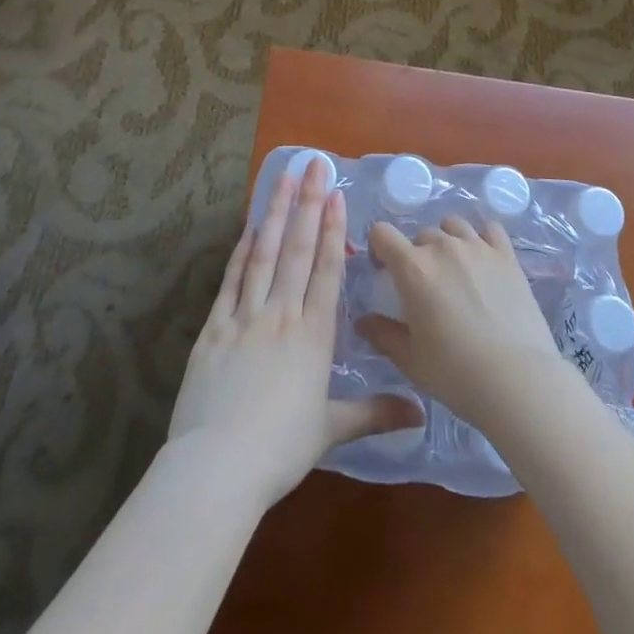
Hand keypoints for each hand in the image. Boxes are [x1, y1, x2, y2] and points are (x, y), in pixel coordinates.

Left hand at [168, 164, 420, 507]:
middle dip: (307, 204)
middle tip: (313, 165)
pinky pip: (231, 279)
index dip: (331, 230)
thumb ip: (373, 413)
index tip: (335, 195)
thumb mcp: (331, 430)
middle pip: (297, 250)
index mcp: (312, 335)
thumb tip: (420, 414)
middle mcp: (281, 315)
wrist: (216, 467)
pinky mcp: (213, 328)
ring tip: (283, 178)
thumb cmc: (279, 450)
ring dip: (275, 213)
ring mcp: (244, 317)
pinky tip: (248, 227)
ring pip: (264, 254)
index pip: (325, 271)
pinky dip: (242, 250)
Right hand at [358, 216, 574, 429]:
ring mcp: (478, 247)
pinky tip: (483, 258)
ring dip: (447, 241)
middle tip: (425, 286)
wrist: (517, 380)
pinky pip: (489, 228)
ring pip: (453, 226)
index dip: (378, 248)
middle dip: (416, 254)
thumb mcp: (410, 359)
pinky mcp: (507, 254)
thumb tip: (363, 322)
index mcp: (413, 268)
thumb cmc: (455, 373)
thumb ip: (382, 335)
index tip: (383, 271)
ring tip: (455, 270)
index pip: (382, 233)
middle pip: (420, 235)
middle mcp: (443, 247)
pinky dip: (481, 237)